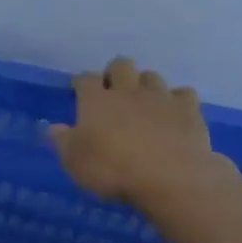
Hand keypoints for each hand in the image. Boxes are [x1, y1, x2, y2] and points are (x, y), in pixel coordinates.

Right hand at [48, 56, 224, 209]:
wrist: (170, 177)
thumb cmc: (112, 170)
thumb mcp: (74, 161)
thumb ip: (62, 141)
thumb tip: (53, 127)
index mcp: (96, 101)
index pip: (85, 79)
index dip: (81, 81)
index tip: (77, 89)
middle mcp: (127, 91)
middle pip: (121, 65)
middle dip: (115, 73)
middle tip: (112, 89)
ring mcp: (160, 98)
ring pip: (151, 76)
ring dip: (144, 84)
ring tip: (142, 101)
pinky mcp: (188, 109)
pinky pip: (182, 93)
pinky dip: (176, 99)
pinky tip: (172, 112)